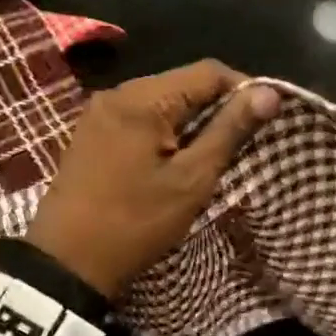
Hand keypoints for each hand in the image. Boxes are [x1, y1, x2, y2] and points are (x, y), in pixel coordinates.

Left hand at [26, 61, 281, 297]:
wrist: (65, 264)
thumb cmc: (135, 222)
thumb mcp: (191, 179)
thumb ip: (230, 130)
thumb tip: (270, 92)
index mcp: (143, 98)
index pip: (209, 71)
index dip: (244, 89)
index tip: (265, 121)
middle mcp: (119, 93)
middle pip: (184, 82)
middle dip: (218, 106)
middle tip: (242, 143)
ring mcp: (100, 112)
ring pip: (163, 100)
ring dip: (193, 120)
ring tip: (213, 154)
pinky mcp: (92, 132)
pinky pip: (141, 117)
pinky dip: (166, 130)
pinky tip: (177, 158)